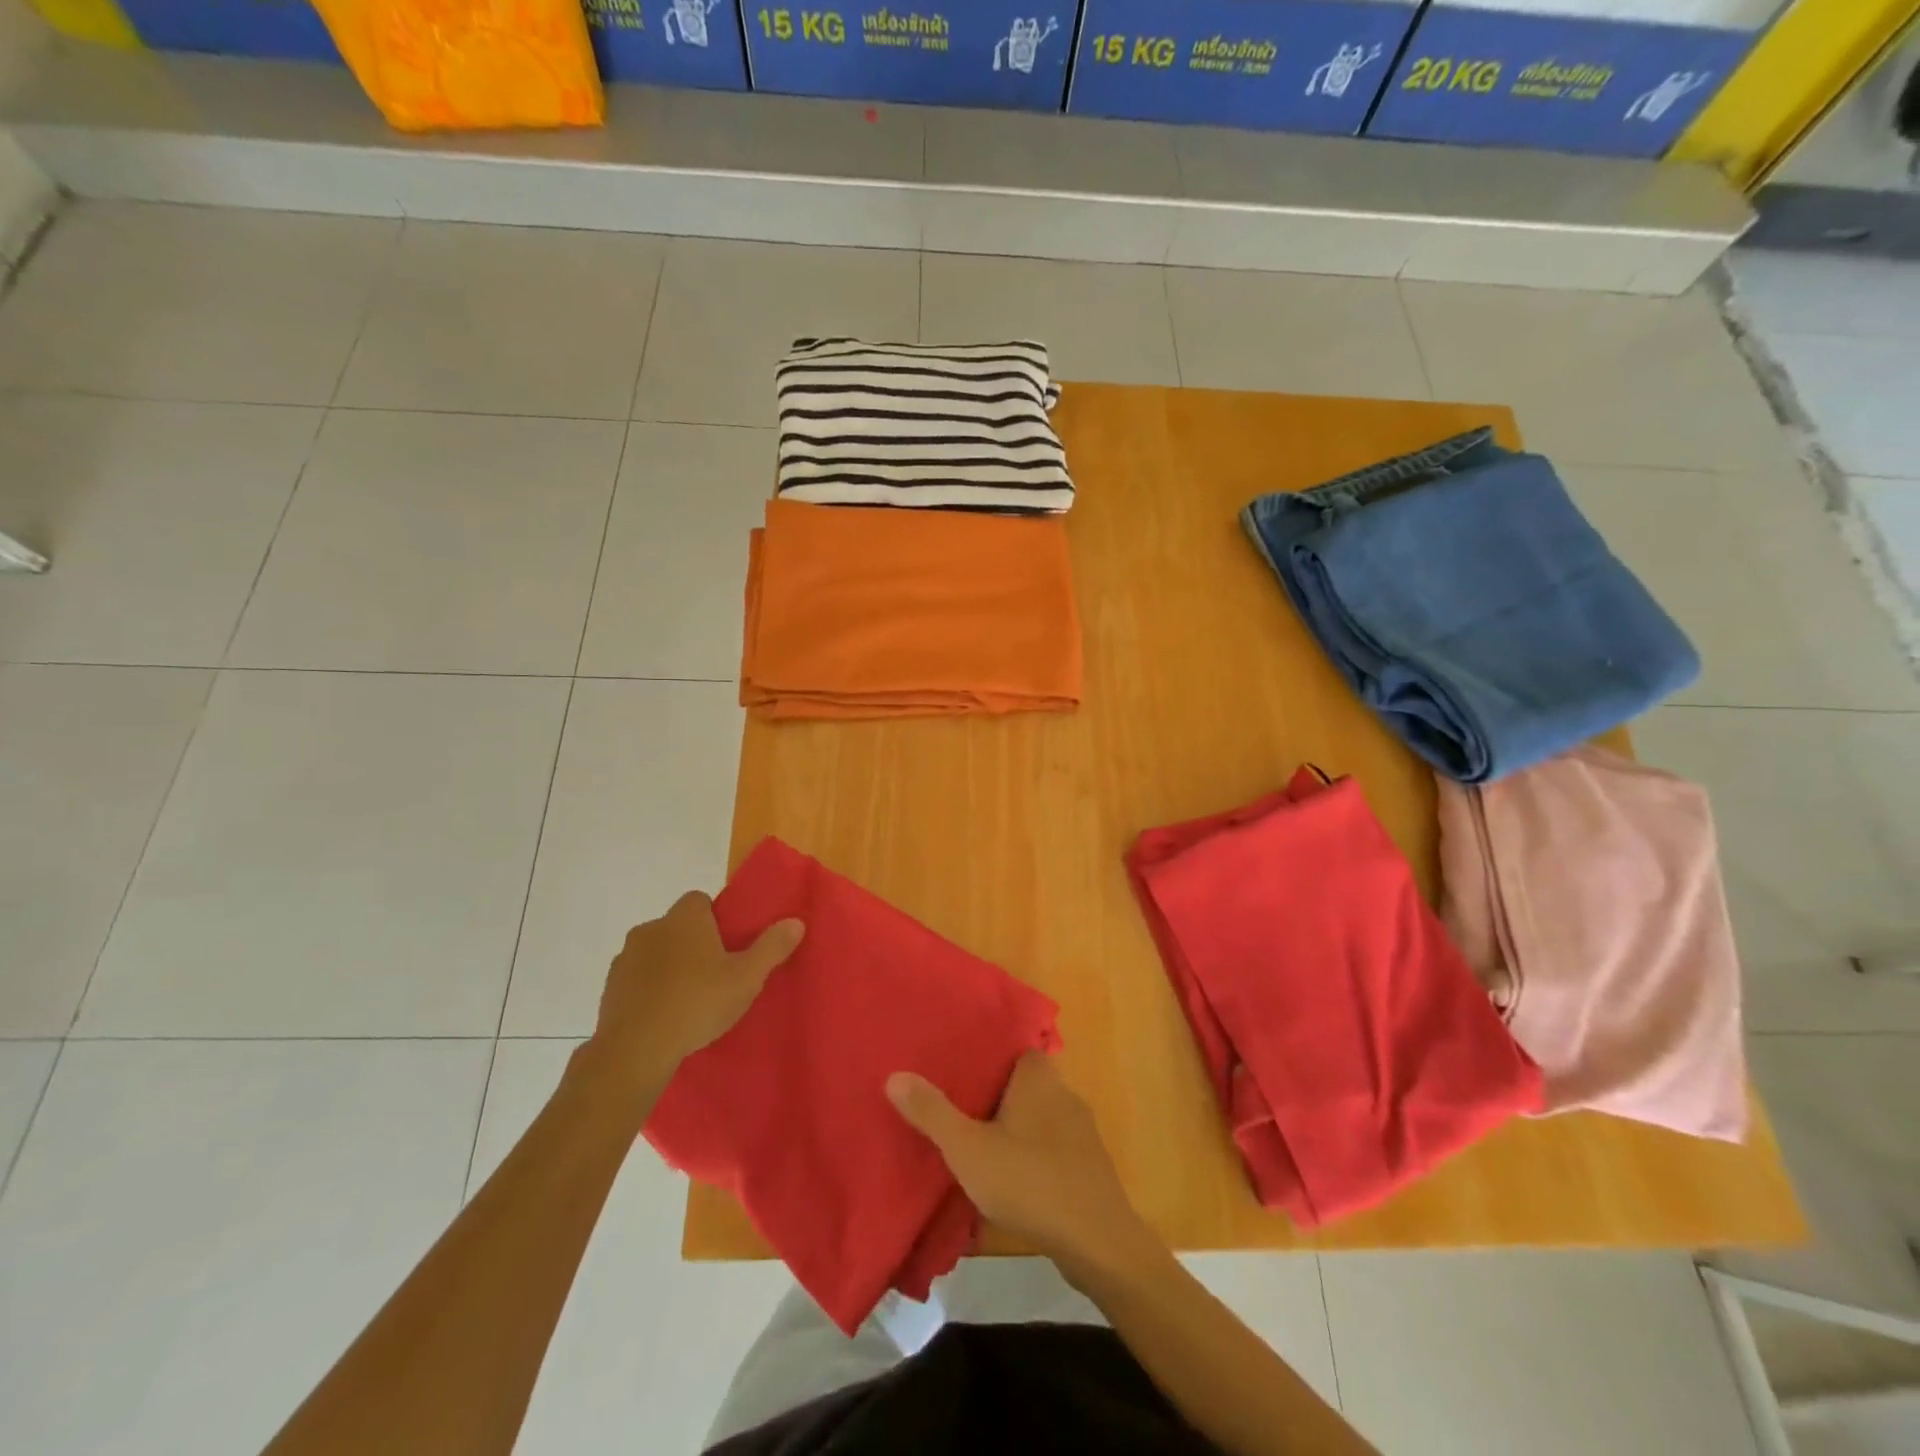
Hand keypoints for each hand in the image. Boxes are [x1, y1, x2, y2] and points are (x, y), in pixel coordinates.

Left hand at [586, 891, 803, 1098]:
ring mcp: (626, 957)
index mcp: (685, 918)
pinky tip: (664, 1015)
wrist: (635, 1050)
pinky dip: (649, 989)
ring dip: (669, 966)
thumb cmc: (697, 1003)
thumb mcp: (747, 978)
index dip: (715, 919)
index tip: (728, 946)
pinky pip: (637, 979)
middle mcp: (651, 928)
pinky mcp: (609, 988)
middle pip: (678, 926)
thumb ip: (772, 947)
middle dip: (693, 943)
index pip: (700, 900)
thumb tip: (796, 921)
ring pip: (655, 952)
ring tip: (688, 999)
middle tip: (714, 974)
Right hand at [886, 1053, 1153, 1279]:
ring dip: (1013, 1129)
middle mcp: (1063, 1093)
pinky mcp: (1087, 1166)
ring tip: (977, 1143)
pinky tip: (1010, 1181)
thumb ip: (932, 1112)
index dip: (987, 1054)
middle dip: (995, 1094)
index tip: (958, 1065)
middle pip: (1023, 1083)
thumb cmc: (1030, 1182)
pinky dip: (1031, 1158)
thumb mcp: (969, 1149)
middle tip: (958, 1105)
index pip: (1014, 1048)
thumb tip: (894, 1075)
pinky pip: (1051, 1149)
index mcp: (1038, 1077)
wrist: (1097, 1242)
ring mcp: (1080, 1131)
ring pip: (1038, 1117)